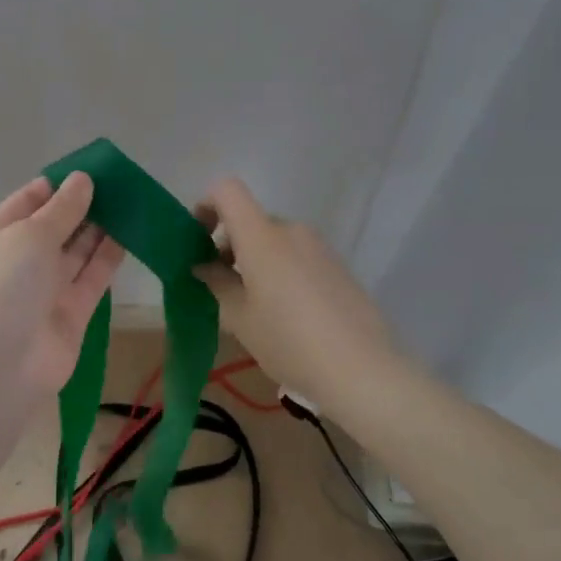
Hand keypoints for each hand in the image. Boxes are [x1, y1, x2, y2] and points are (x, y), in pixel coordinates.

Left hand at [0, 172, 125, 394]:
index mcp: (0, 233)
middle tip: (121, 184)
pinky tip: (131, 234)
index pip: (31, 200)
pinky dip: (110, 257)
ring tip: (131, 202)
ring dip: (101, 228)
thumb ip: (63, 208)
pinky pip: (93, 277)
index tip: (93, 169)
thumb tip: (83, 179)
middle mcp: (23, 258)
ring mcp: (48, 287)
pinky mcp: (73, 312)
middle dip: (85, 205)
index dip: (60, 184)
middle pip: (57, 225)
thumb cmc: (5, 284)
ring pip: (78, 250)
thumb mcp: (31, 234)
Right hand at [193, 178, 398, 407]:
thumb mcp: (240, 318)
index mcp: (262, 236)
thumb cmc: (288, 341)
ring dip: (255, 261)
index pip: (227, 191)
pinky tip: (286, 314)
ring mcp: (319, 247)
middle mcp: (291, 230)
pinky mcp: (338, 266)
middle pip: (251, 221)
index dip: (206, 206)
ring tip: (253, 306)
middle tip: (221, 287)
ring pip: (274, 241)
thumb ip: (217, 283)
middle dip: (229, 245)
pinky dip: (280, 270)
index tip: (198, 241)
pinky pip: (297, 256)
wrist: (362, 369)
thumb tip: (203, 265)